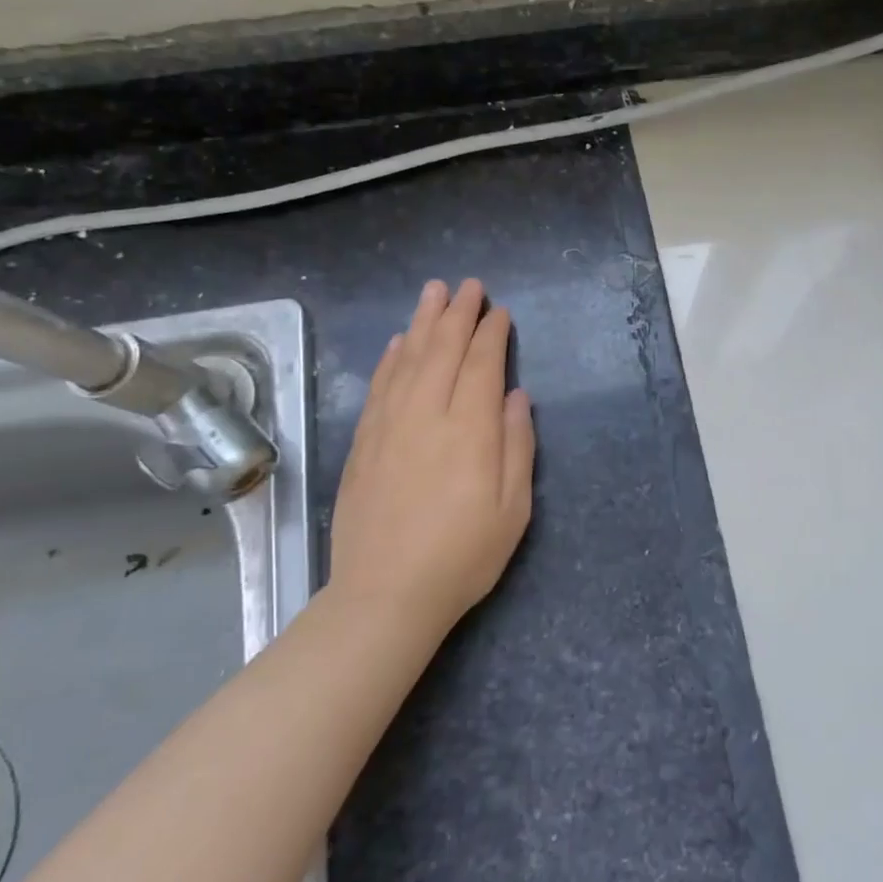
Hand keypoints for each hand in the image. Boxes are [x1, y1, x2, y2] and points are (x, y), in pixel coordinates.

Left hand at [328, 279, 535, 631]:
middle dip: (459, 314)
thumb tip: (517, 396)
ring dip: (423, 322)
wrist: (386, 596)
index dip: (492, 334)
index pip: (482, 365)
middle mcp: (428, 416)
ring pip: (409, 360)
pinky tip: (399, 341)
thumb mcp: (513, 509)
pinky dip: (391, 357)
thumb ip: (518, 446)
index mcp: (471, 430)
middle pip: (443, 351)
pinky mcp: (364, 443)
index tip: (500, 312)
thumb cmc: (463, 555)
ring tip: (433, 292)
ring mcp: (390, 427)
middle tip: (469, 286)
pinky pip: (380, 386)